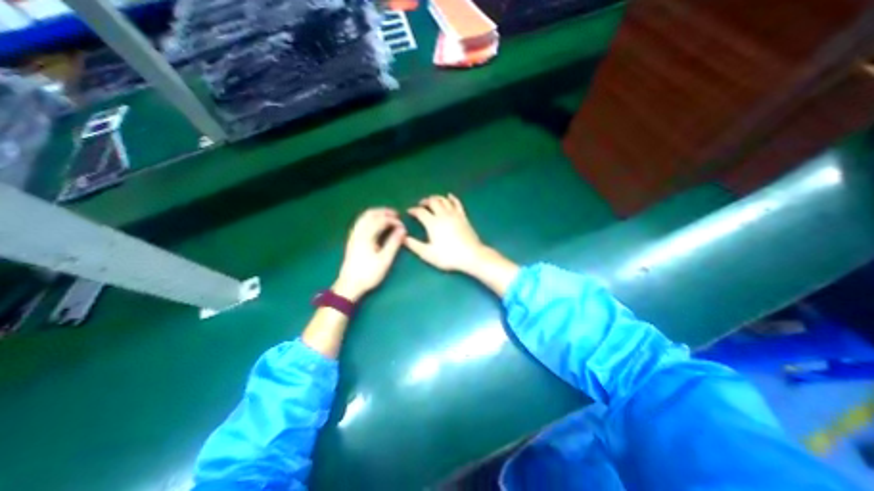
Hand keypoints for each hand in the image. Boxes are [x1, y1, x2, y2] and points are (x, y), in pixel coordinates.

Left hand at [335, 206, 406, 301]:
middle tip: (396, 214)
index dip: (393, 220)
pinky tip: (375, 224)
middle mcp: (358, 232)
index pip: (381, 220)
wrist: (349, 285)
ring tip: (387, 216)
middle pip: (370, 214)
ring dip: (376, 214)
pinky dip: (370, 219)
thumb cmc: (368, 274)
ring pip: (364, 217)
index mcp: (366, 236)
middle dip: (384, 212)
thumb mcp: (385, 260)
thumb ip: (394, 243)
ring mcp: (353, 236)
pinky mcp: (352, 240)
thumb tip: (402, 230)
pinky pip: (360, 223)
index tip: (403, 226)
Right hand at [406, 195, 489, 272]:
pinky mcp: (463, 216)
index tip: (409, 212)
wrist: (471, 255)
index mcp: (432, 223)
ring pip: (443, 200)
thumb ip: (414, 245)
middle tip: (420, 204)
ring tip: (431, 200)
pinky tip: (449, 196)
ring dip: (436, 198)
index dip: (413, 210)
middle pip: (432, 202)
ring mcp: (454, 214)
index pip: (420, 211)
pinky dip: (452, 198)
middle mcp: (443, 215)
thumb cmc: (448, 256)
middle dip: (425, 201)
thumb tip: (403, 237)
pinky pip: (457, 203)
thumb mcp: (428, 254)